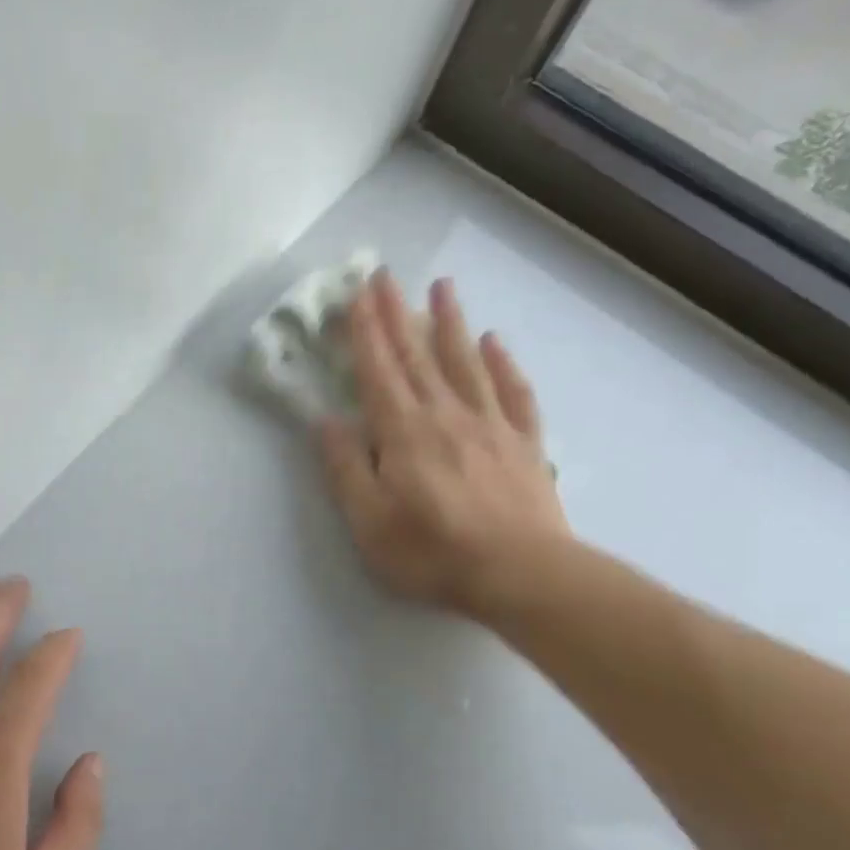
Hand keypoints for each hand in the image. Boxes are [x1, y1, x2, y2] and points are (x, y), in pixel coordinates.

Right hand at [316, 270, 570, 620]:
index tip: (357, 294)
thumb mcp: (368, 520)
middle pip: (417, 356)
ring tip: (442, 286)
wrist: (521, 574)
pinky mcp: (524, 444)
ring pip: (466, 362)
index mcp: (403, 433)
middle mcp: (445, 415)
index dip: (365, 332)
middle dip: (397, 314)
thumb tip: (325, 422)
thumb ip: (345, 468)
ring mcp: (490, 425)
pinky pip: (513, 392)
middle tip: (386, 275)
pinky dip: (503, 363)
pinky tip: (495, 342)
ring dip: (451, 322)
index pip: (378, 371)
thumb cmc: (432, 552)